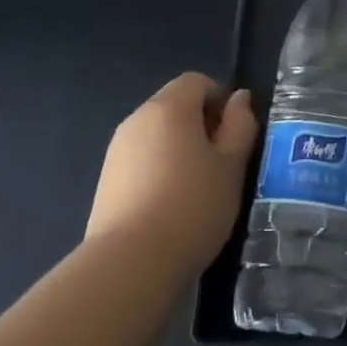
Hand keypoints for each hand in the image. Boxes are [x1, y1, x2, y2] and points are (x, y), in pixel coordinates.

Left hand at [89, 73, 258, 271]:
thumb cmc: (193, 206)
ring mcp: (117, 151)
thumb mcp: (232, 165)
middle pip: (175, 105)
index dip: (221, 100)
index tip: (235, 134)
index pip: (197, 81)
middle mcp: (137, 119)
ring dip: (180, 148)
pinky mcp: (106, 181)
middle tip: (222, 161)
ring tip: (199, 186)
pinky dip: (160, 169)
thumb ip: (240, 125)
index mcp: (169, 107)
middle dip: (201, 124)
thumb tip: (239, 99)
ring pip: (157, 134)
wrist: (130, 264)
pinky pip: (141, 159)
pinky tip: (172, 204)